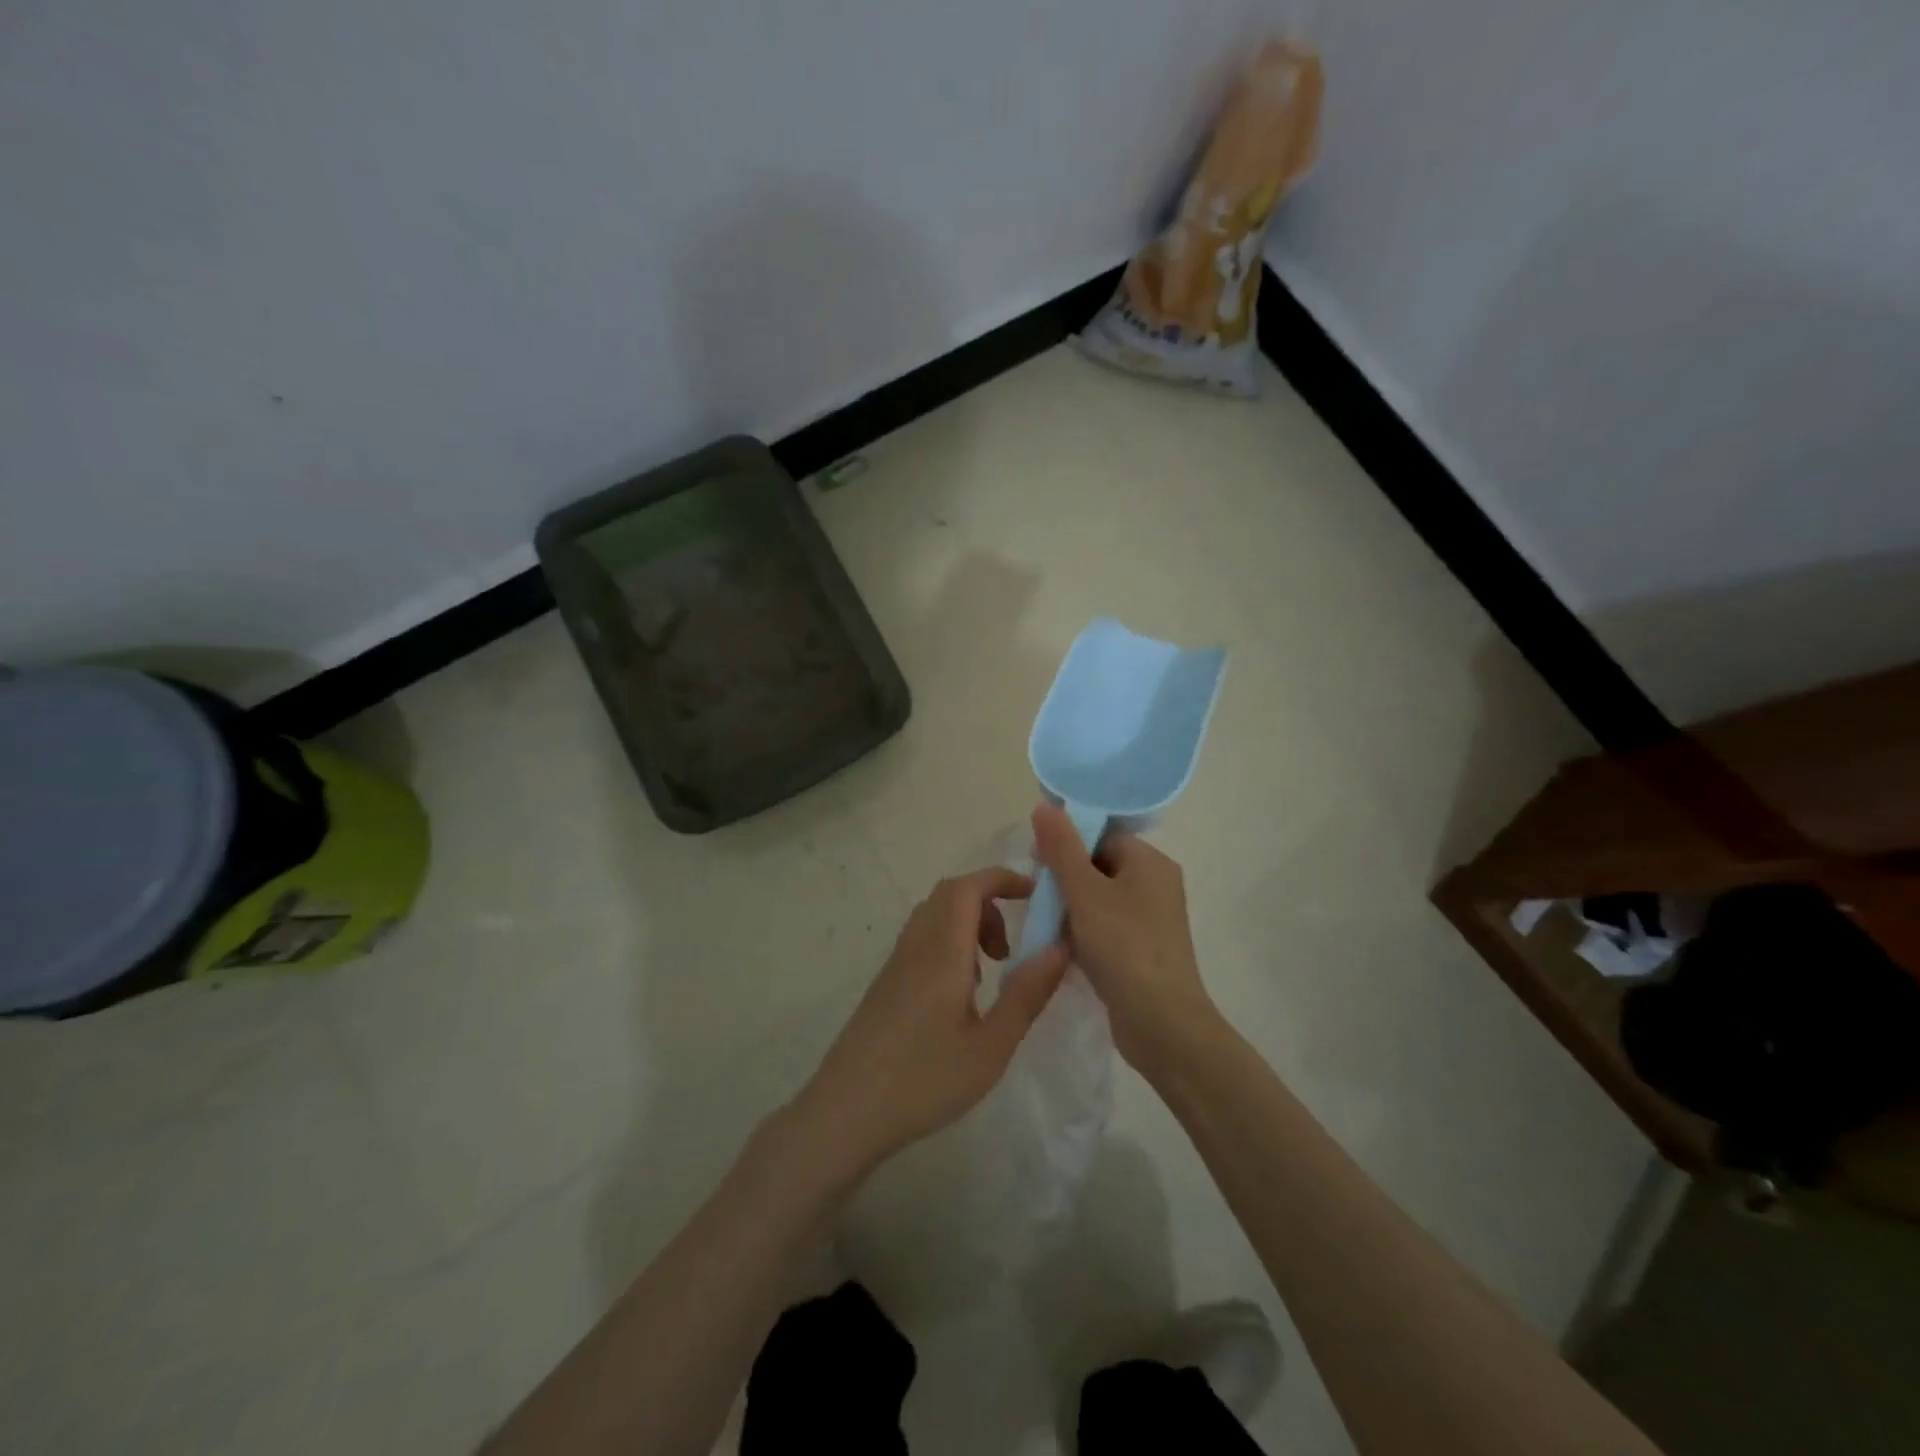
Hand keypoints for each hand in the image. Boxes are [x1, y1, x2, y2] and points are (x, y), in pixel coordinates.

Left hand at [792, 867, 1070, 1178]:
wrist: (846, 1111)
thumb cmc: (924, 1079)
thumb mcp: (991, 1046)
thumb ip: (1027, 993)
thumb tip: (1060, 946)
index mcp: (942, 950)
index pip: (969, 886)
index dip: (1004, 879)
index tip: (1037, 896)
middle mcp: (916, 944)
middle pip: (952, 894)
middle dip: (990, 903)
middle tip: (1013, 947)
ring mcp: (896, 962)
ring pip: (935, 916)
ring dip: (970, 925)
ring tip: (993, 971)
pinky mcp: (886, 983)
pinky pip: (923, 939)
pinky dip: (951, 944)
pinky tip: (961, 994)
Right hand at [1030, 803, 1218, 1074]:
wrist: (1162, 1023)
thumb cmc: (1123, 947)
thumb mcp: (1084, 892)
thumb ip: (1062, 848)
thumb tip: (1045, 806)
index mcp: (1150, 862)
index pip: (1102, 834)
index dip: (1067, 841)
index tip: (1036, 861)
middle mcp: (1156, 884)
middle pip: (1100, 864)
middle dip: (1065, 877)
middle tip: (1037, 895)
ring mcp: (1152, 919)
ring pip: (1101, 898)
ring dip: (1071, 907)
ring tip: (1046, 922)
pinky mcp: (1144, 949)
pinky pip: (1108, 926)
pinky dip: (1084, 931)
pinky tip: (1062, 947)